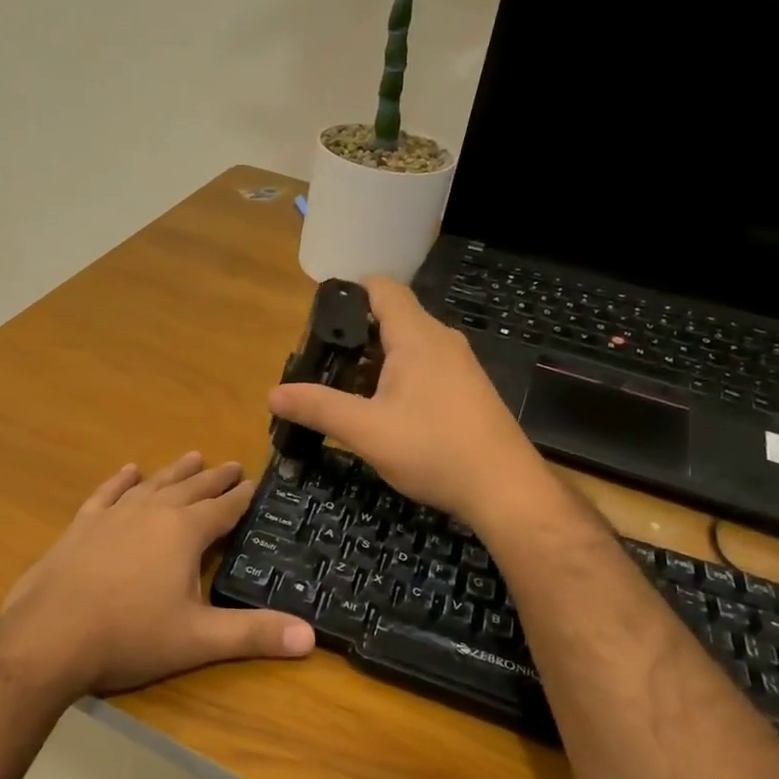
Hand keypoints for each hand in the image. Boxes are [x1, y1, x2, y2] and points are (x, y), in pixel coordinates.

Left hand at [0, 452, 316, 696]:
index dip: (242, 497)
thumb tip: (310, 636)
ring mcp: (114, 515)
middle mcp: (152, 512)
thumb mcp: (198, 639)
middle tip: (232, 465)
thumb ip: (254, 634)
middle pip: (192, 488)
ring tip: (193, 455)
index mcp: (184, 532)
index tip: (256, 482)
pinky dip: (121, 481)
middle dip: (215, 478)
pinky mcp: (82, 525)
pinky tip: (129, 470)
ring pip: (153, 484)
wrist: (49, 636)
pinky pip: (108, 493)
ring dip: (175, 471)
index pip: (224, 508)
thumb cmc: (130, 636)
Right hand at [269, 275, 548, 528]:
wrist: (505, 489)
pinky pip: (425, 370)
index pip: (383, 289)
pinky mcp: (468, 392)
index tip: (319, 319)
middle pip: (392, 319)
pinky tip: (384, 414)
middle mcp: (441, 341)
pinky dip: (398, 380)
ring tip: (343, 393)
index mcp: (416, 337)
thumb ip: (318, 408)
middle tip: (320, 365)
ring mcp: (459, 367)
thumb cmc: (434, 450)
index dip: (350, 293)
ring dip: (374, 364)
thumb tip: (273, 394)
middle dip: (354, 338)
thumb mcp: (366, 431)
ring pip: (408, 348)